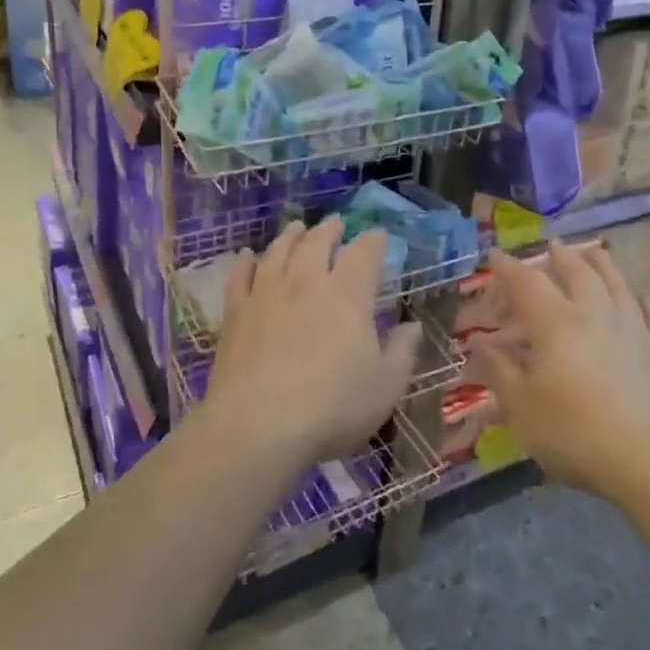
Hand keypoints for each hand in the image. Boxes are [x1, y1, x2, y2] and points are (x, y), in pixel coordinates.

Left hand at [205, 219, 420, 469]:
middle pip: (319, 242)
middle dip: (331, 229)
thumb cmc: (332, 407)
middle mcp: (307, 281)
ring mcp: (267, 292)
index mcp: (348, 294)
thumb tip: (412, 326)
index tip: (380, 236)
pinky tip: (247, 256)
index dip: (375, 240)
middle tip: (336, 224)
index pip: (365, 253)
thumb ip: (402, 352)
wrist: (258, 426)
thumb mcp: (385, 386)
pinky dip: (246, 262)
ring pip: (279, 250)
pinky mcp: (236, 311)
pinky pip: (241, 276)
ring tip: (298, 227)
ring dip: (292, 235)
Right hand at [471, 242, 649, 499]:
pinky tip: (642, 299)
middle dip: (560, 257)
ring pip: (617, 285)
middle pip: (578, 273)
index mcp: (556, 323)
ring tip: (594, 253)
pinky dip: (643, 303)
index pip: (527, 283)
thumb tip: (480, 342)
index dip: (508, 267)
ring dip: (602, 265)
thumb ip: (499, 370)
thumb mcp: (522, 407)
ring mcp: (634, 330)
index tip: (494, 256)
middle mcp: (595, 314)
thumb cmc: (576, 432)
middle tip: (551, 246)